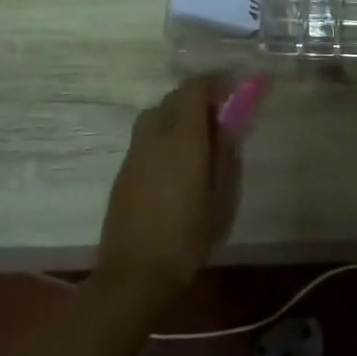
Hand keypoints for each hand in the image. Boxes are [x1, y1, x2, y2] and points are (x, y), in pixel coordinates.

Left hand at [96, 76, 241, 307]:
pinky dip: (164, 133)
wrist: (136, 272)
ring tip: (198, 137)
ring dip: (178, 113)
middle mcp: (155, 135)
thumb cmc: (188, 235)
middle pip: (174, 98)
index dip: (214, 83)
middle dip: (197, 97)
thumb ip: (225, 152)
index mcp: (183, 138)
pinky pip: (146, 135)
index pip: (194, 89)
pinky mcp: (123, 170)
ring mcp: (134, 152)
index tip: (233, 91)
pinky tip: (177, 160)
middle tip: (220, 116)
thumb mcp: (220, 195)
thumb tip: (231, 121)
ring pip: (156, 114)